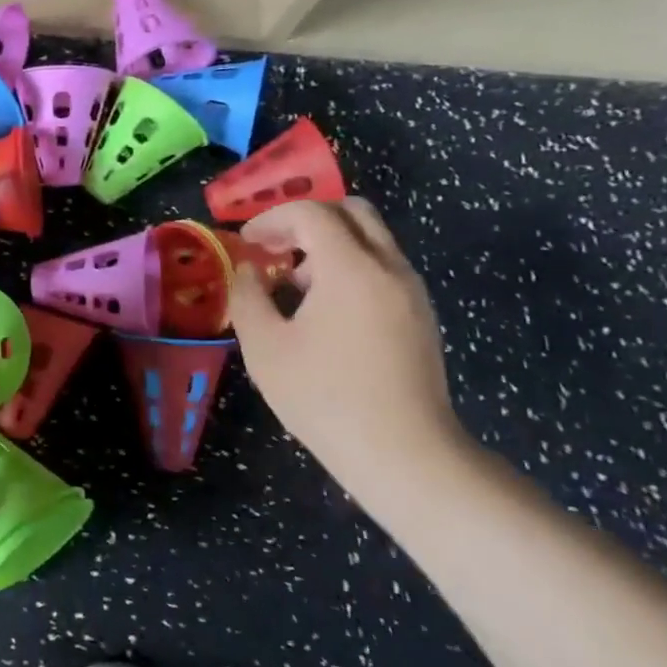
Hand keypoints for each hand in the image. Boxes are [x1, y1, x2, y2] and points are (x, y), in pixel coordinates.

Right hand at [225, 199, 468, 500]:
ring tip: (295, 285)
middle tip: (275, 249)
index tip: (246, 244)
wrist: (405, 455)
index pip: (311, 212)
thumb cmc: (326, 398)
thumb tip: (248, 269)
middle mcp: (389, 267)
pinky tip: (326, 311)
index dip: (271, 220)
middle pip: (350, 211)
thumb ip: (247, 296)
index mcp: (351, 267)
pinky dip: (350, 267)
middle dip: (306, 220)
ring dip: (329, 245)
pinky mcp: (421, 316)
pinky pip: (383, 267)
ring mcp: (412, 291)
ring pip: (370, 238)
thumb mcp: (265, 347)